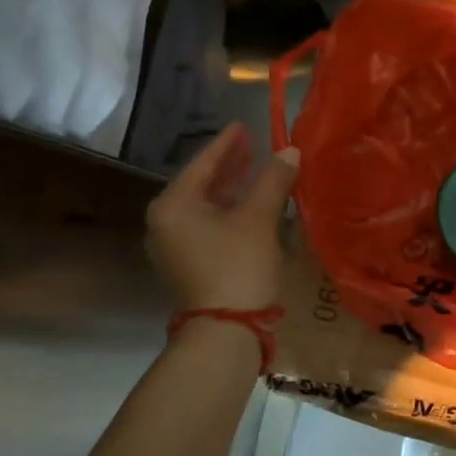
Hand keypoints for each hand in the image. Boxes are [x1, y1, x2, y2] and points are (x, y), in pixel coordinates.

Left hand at [146, 123, 299, 310]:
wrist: (226, 330)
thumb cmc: (238, 266)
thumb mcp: (258, 218)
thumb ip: (273, 180)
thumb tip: (290, 150)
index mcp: (173, 205)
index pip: (202, 163)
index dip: (227, 144)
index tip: (244, 125)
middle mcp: (165, 222)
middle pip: (201, 183)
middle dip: (229, 165)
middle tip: (252, 144)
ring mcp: (174, 245)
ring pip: (206, 206)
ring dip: (231, 188)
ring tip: (255, 169)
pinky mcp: (188, 263)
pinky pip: (208, 224)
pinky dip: (229, 211)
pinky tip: (251, 203)